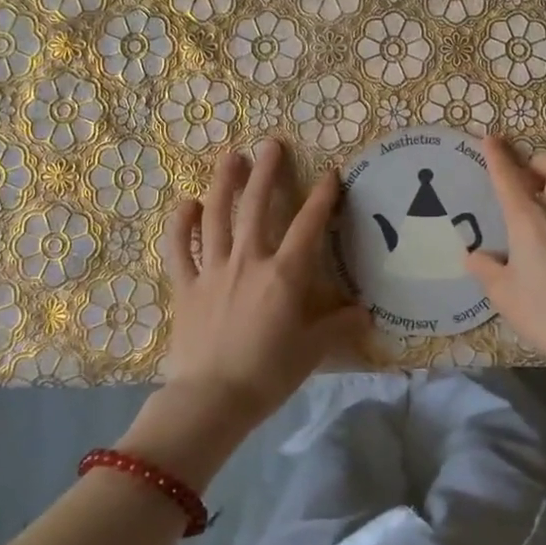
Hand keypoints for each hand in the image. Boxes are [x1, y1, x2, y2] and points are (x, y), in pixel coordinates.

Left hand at [158, 138, 370, 433]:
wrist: (212, 399)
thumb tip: (366, 313)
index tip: (331, 173)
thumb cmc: (269, 374)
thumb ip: (340, 326)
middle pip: (257, 206)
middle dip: (266, 172)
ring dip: (224, 183)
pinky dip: (180, 225)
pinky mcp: (185, 285)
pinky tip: (186, 204)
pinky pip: (179, 248)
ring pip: (217, 216)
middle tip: (271, 144)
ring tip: (231, 157)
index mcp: (284, 274)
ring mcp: (212, 269)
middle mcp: (249, 260)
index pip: (309, 225)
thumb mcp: (314, 351)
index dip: (323, 196)